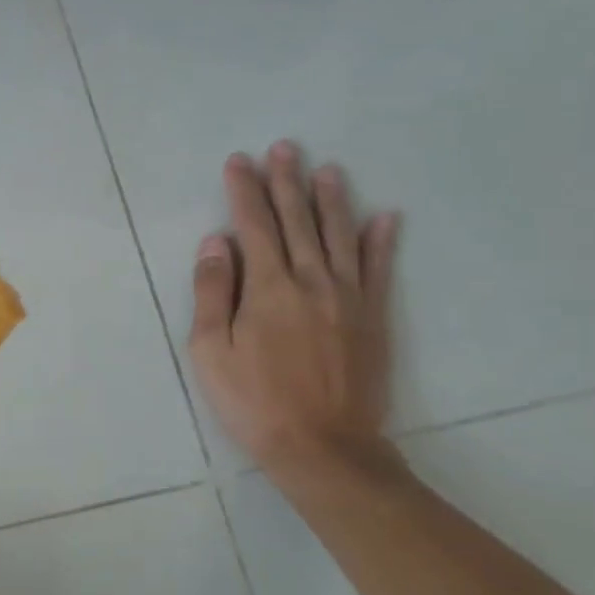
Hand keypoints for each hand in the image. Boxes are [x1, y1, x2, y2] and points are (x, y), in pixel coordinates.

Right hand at [188, 142, 400, 473]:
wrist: (323, 447)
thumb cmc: (253, 401)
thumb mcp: (210, 351)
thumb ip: (212, 292)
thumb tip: (216, 242)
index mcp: (268, 287)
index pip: (253, 225)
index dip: (244, 191)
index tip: (239, 161)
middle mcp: (311, 281)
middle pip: (297, 221)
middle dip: (287, 182)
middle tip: (284, 148)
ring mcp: (348, 298)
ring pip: (340, 236)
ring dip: (332, 200)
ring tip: (328, 170)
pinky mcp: (374, 318)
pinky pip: (379, 271)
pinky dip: (382, 242)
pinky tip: (385, 218)